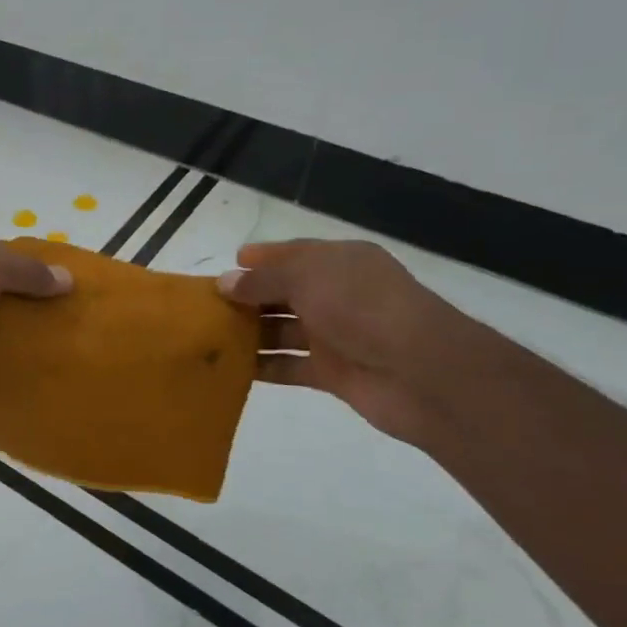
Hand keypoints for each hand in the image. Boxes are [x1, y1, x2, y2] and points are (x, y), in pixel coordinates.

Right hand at [216, 239, 475, 445]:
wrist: (422, 372)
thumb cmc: (362, 308)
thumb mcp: (307, 278)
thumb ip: (262, 280)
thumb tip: (225, 282)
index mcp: (339, 262)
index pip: (292, 254)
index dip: (259, 259)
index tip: (225, 267)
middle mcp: (336, 295)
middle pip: (282, 293)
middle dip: (246, 298)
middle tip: (204, 307)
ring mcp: (335, 335)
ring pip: (282, 330)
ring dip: (249, 333)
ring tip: (207, 338)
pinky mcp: (332, 372)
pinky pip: (288, 366)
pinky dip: (262, 367)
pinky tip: (229, 369)